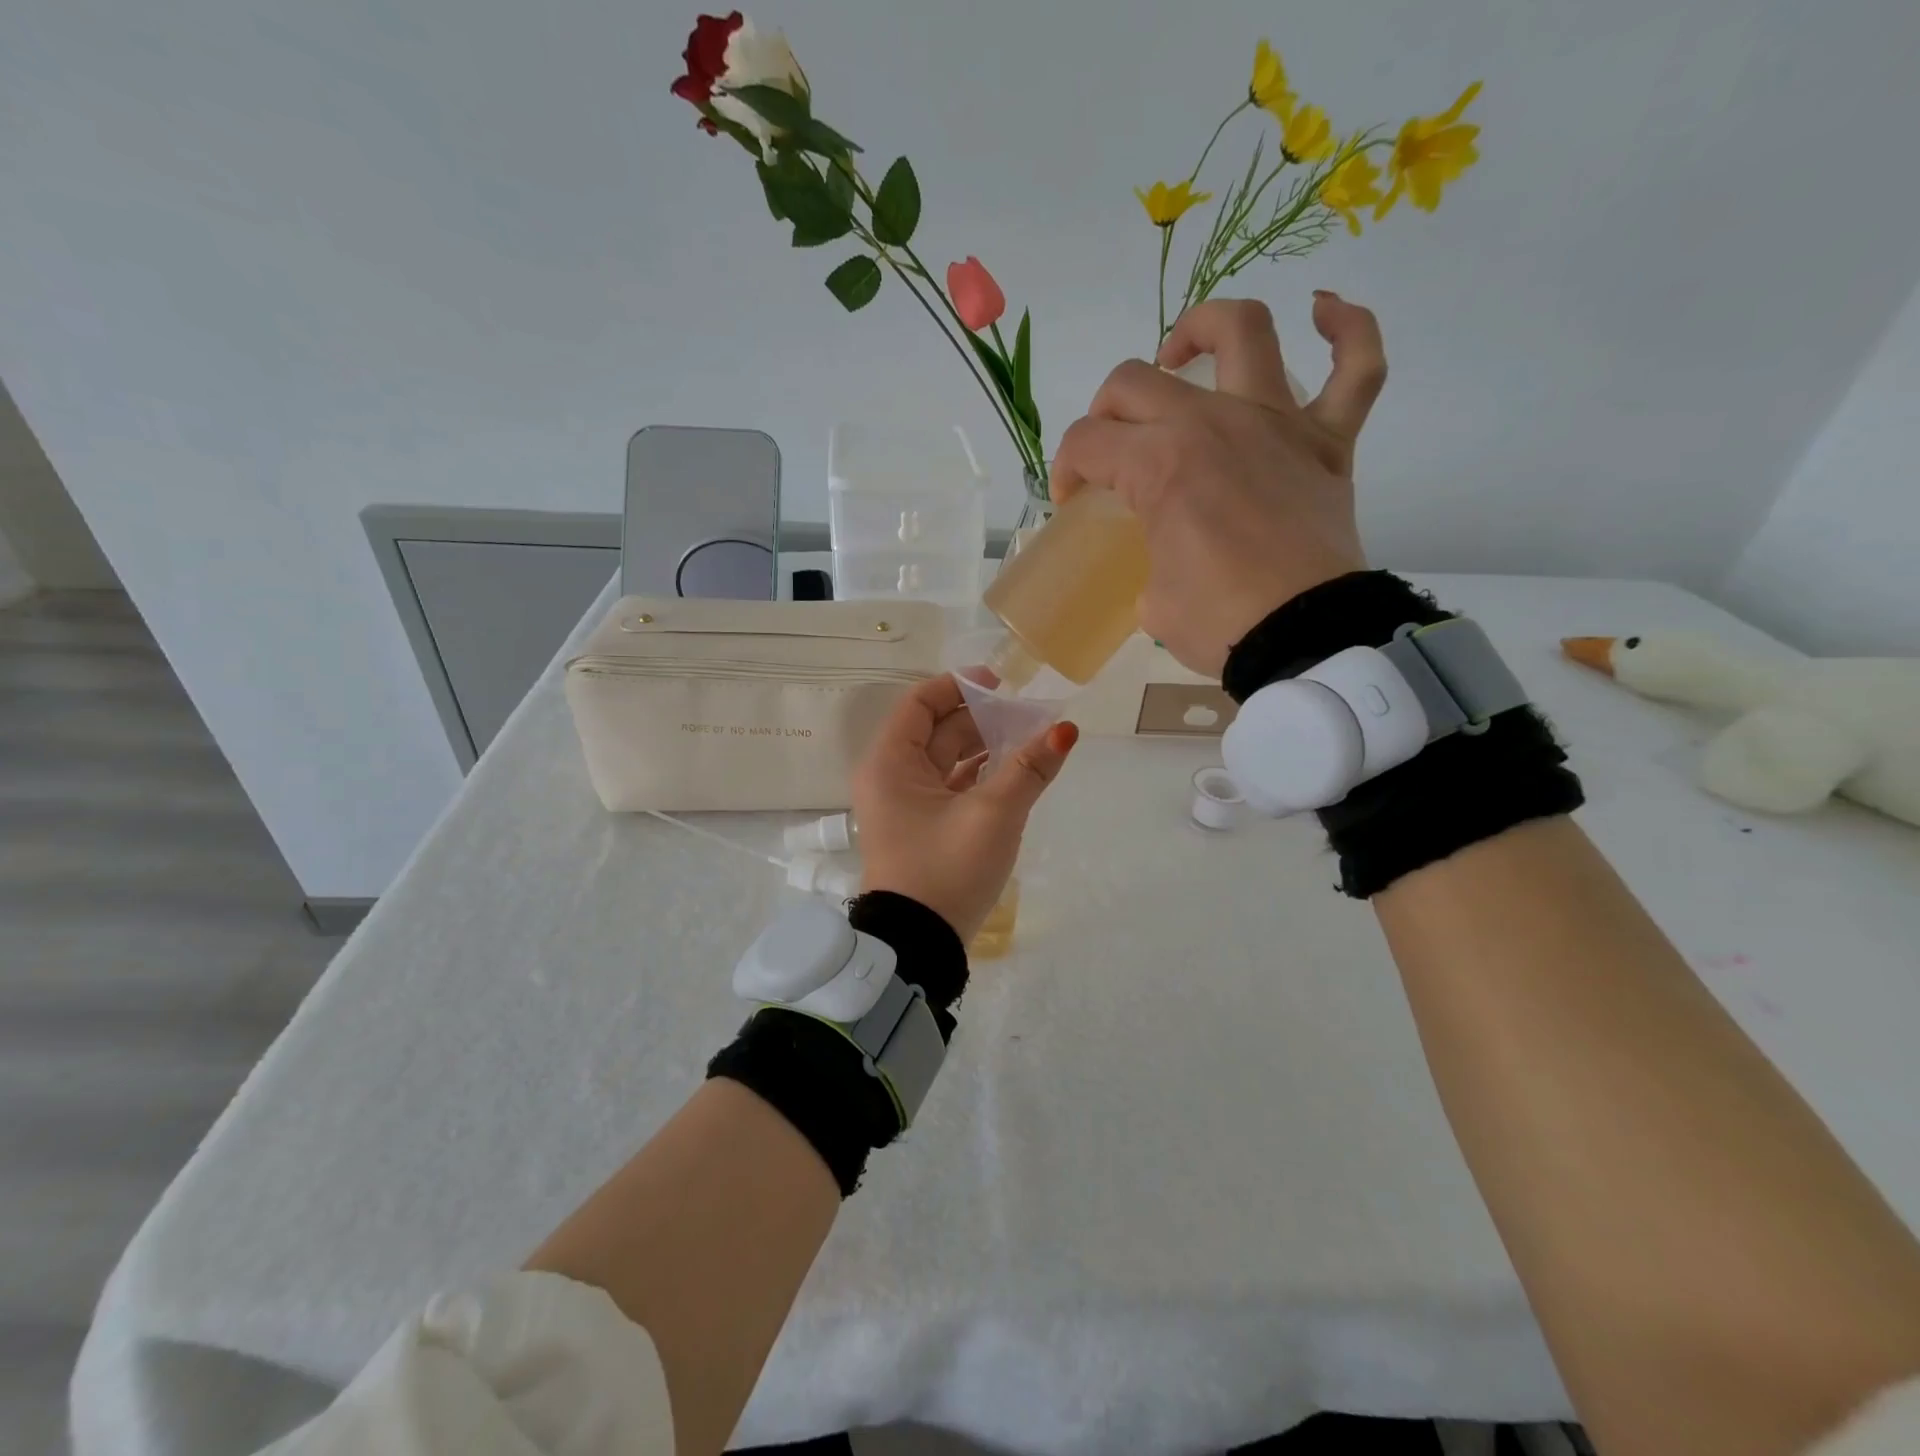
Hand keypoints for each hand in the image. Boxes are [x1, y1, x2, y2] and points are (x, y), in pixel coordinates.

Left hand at [851, 675, 1078, 940]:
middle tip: (1028, 715)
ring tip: (1029, 740)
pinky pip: (950, 786)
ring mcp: (904, 804)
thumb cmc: (946, 869)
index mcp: (890, 763)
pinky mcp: (921, 827)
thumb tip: (1065, 730)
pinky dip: (979, 776)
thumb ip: (1028, 769)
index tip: (1001, 684)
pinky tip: (1013, 773)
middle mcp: (890, 777)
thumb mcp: (993, 815)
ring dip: (984, 747)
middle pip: (936, 729)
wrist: (918, 946)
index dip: (958, 686)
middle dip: (981, 718)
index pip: (919, 703)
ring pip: (946, 759)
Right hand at [1050, 294, 1386, 675]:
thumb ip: (1148, 560)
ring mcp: (1277, 423)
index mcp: (1159, 465)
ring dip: (1203, 328)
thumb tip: (1162, 557)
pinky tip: (1324, 313)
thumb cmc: (1219, 623)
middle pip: (1135, 382)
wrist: (1304, 639)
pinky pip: (1357, 365)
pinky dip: (1346, 330)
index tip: (1072, 500)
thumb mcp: (1151, 601)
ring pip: (1243, 332)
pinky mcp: (1329, 441)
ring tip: (1182, 353)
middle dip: (1105, 412)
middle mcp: (1213, 423)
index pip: (1088, 444)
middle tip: (1110, 448)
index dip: (1067, 470)